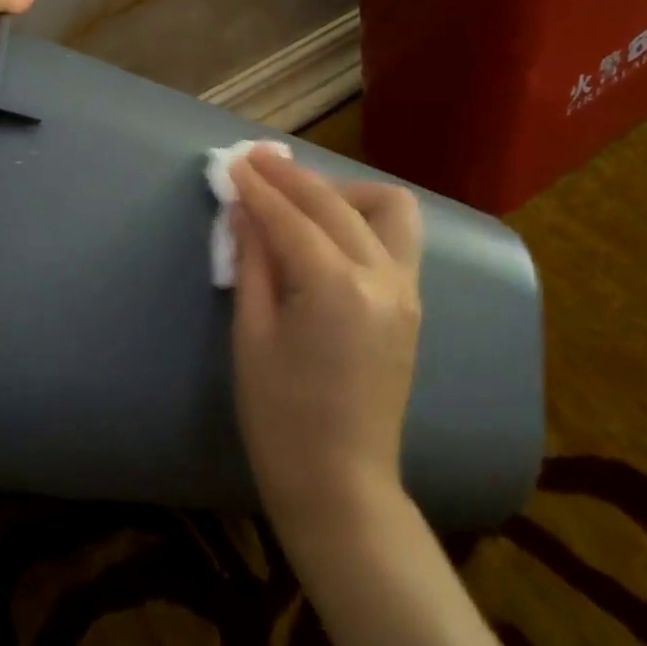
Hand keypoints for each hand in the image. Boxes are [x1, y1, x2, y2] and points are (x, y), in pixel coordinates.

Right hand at [230, 148, 423, 553]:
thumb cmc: (281, 418)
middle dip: (292, 177)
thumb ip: (253, 262)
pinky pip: (396, 238)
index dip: (258, 188)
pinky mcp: (412, 303)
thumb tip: (244, 210)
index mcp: (336, 288)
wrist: (341, 483)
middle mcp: (382, 277)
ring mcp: (406, 289)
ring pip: (388, 208)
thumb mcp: (252, 336)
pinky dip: (363, 218)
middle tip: (256, 162)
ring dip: (342, 192)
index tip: (234, 163)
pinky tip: (329, 231)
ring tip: (302, 200)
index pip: (291, 219)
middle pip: (335, 204)